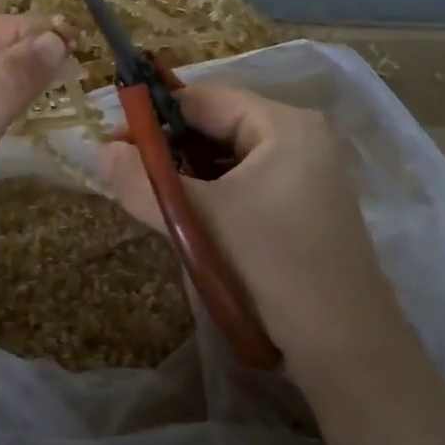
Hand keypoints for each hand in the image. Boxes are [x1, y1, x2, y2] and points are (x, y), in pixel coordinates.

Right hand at [98, 83, 410, 390]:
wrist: (345, 346)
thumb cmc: (270, 266)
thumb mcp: (197, 221)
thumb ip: (143, 183)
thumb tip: (100, 152)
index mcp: (284, 124)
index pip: (203, 99)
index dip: (153, 116)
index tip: (112, 143)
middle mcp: (300, 137)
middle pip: (216, 126)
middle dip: (168, 149)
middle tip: (126, 175)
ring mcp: (306, 173)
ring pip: (227, 158)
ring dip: (187, 175)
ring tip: (152, 199)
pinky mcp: (302, 205)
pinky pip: (244, 183)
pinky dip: (211, 194)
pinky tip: (189, 220)